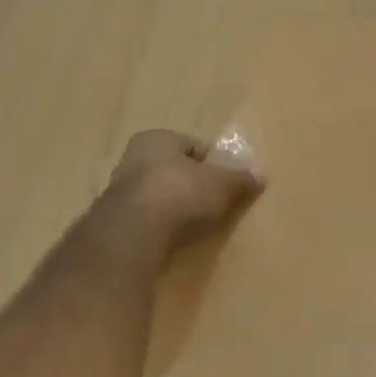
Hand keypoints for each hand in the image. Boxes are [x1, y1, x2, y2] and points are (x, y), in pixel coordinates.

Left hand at [101, 129, 264, 252]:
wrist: (133, 234)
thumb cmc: (180, 194)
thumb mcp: (222, 184)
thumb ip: (240, 178)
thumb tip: (261, 174)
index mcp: (157, 138)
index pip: (193, 146)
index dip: (215, 163)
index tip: (229, 183)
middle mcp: (133, 158)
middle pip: (174, 170)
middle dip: (194, 185)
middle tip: (216, 203)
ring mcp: (119, 191)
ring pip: (160, 195)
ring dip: (177, 207)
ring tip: (197, 224)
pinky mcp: (114, 221)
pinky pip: (148, 219)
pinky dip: (162, 226)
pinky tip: (176, 238)